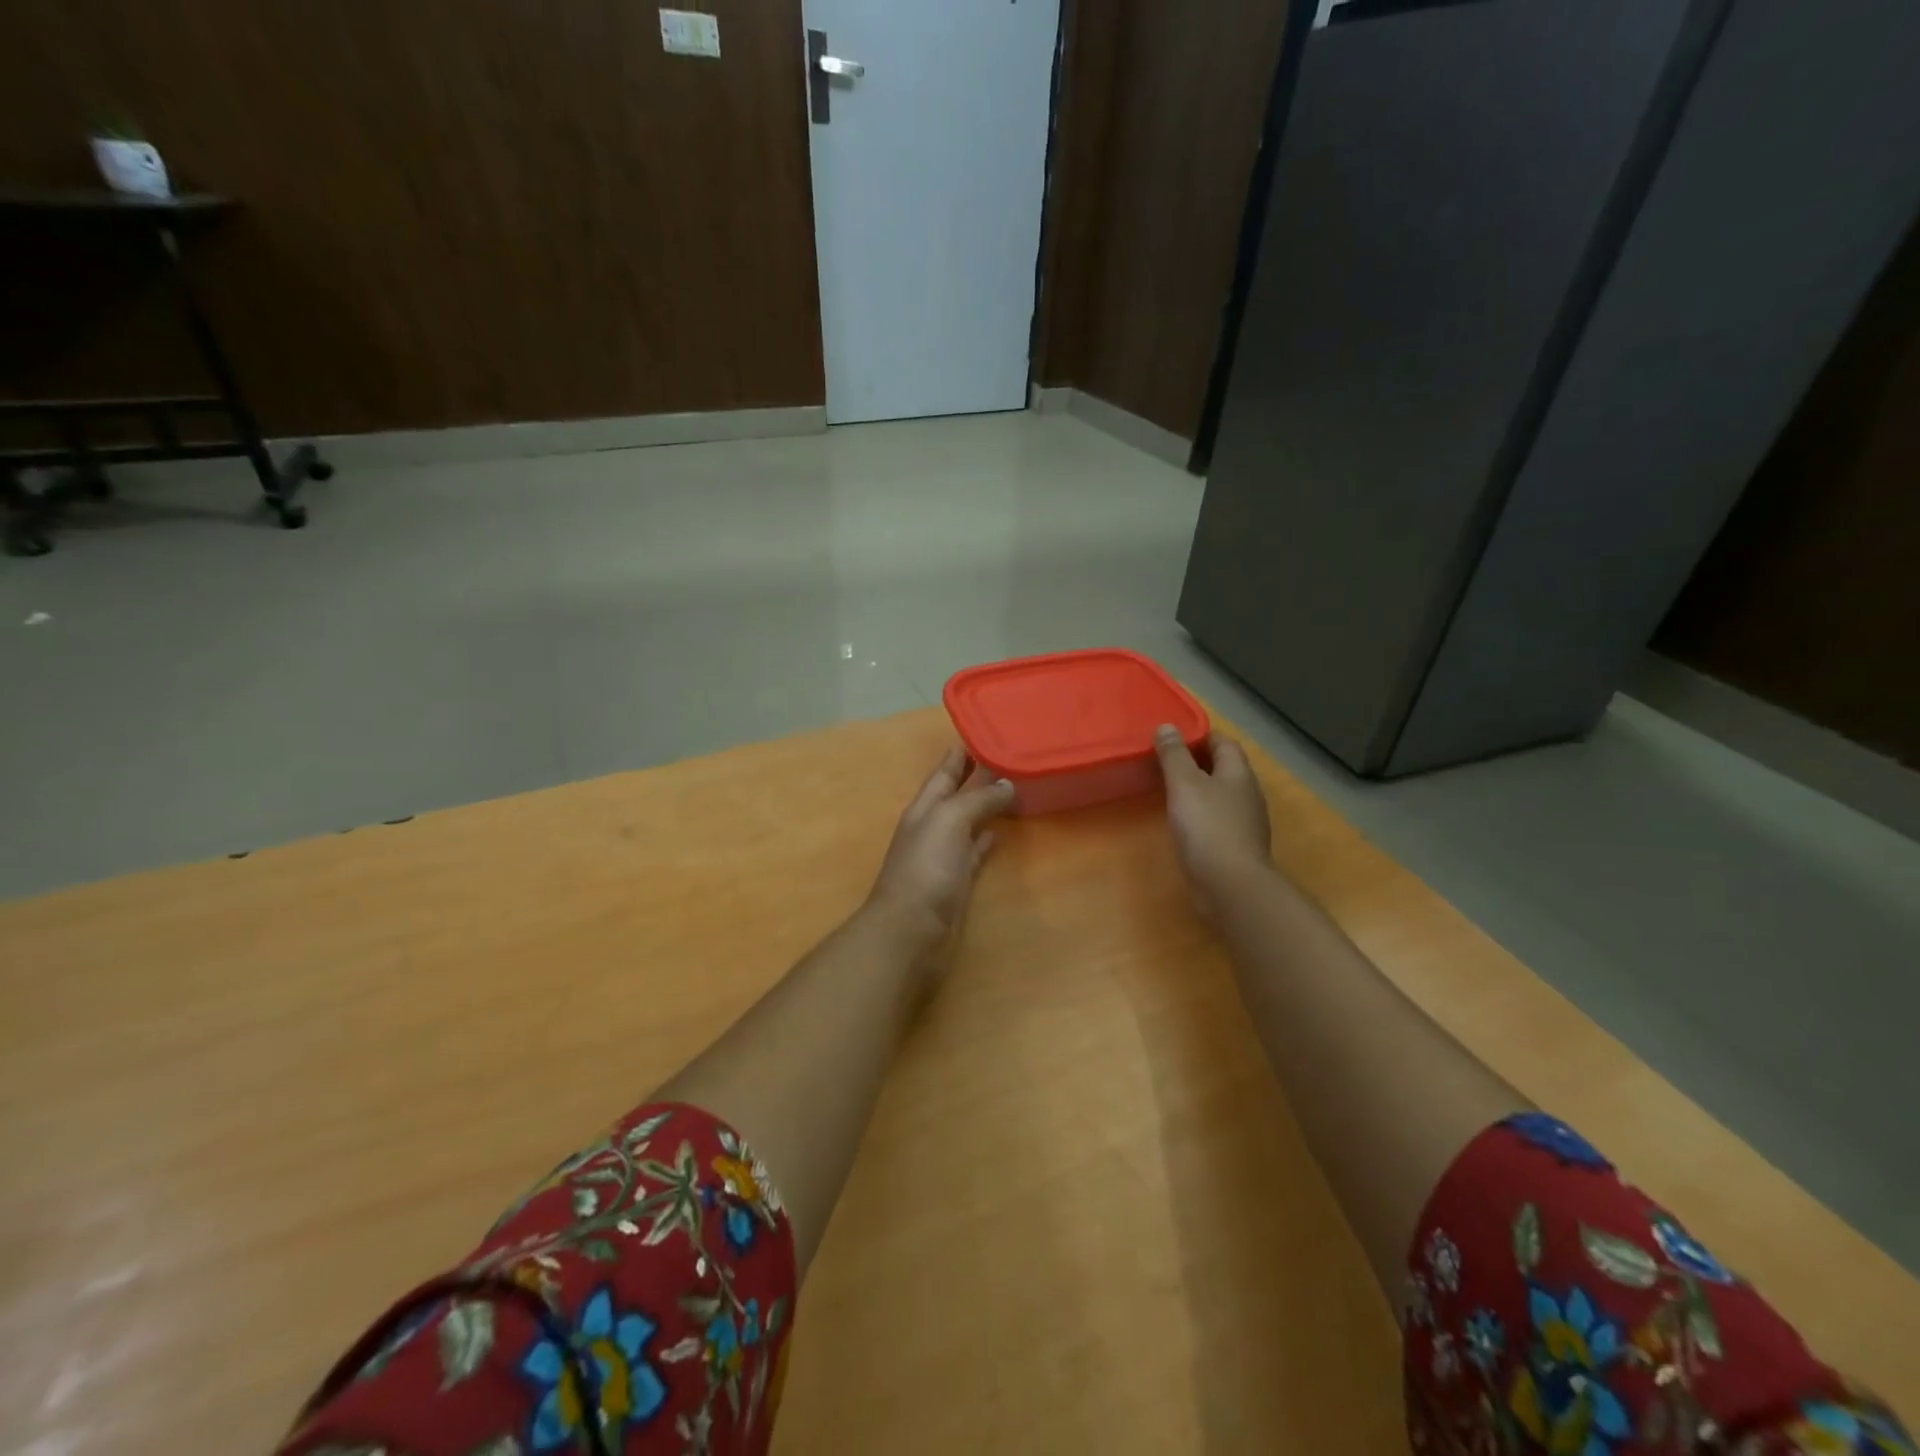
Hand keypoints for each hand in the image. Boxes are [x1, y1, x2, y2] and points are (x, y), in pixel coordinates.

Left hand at [865, 747, 1016, 970]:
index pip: (944, 770)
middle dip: (976, 774)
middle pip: (956, 793)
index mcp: (925, 806)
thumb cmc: (926, 868)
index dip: (961, 752)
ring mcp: (944, 853)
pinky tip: (999, 832)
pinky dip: (985, 838)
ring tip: (1012, 786)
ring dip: (984, 804)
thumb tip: (1007, 784)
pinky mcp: (957, 879)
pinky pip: (974, 850)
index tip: (984, 729)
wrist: (911, 928)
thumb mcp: (949, 820)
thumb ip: (977, 799)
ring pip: (967, 820)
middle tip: (1007, 754)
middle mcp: (932, 825)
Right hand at [1154, 725, 1272, 920]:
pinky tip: (1183, 822)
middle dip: (1199, 762)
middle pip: (1224, 769)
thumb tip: (1167, 727)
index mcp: (1238, 774)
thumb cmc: (1207, 827)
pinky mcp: (1236, 846)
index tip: (1174, 737)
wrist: (1230, 885)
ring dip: (1200, 789)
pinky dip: (1201, 814)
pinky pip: (1218, 819)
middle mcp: (1247, 794)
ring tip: (1170, 790)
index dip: (1201, 736)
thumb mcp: (1184, 784)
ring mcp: (1245, 822)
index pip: (1224, 743)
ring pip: (1221, 795)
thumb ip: (1174, 755)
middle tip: (1166, 761)